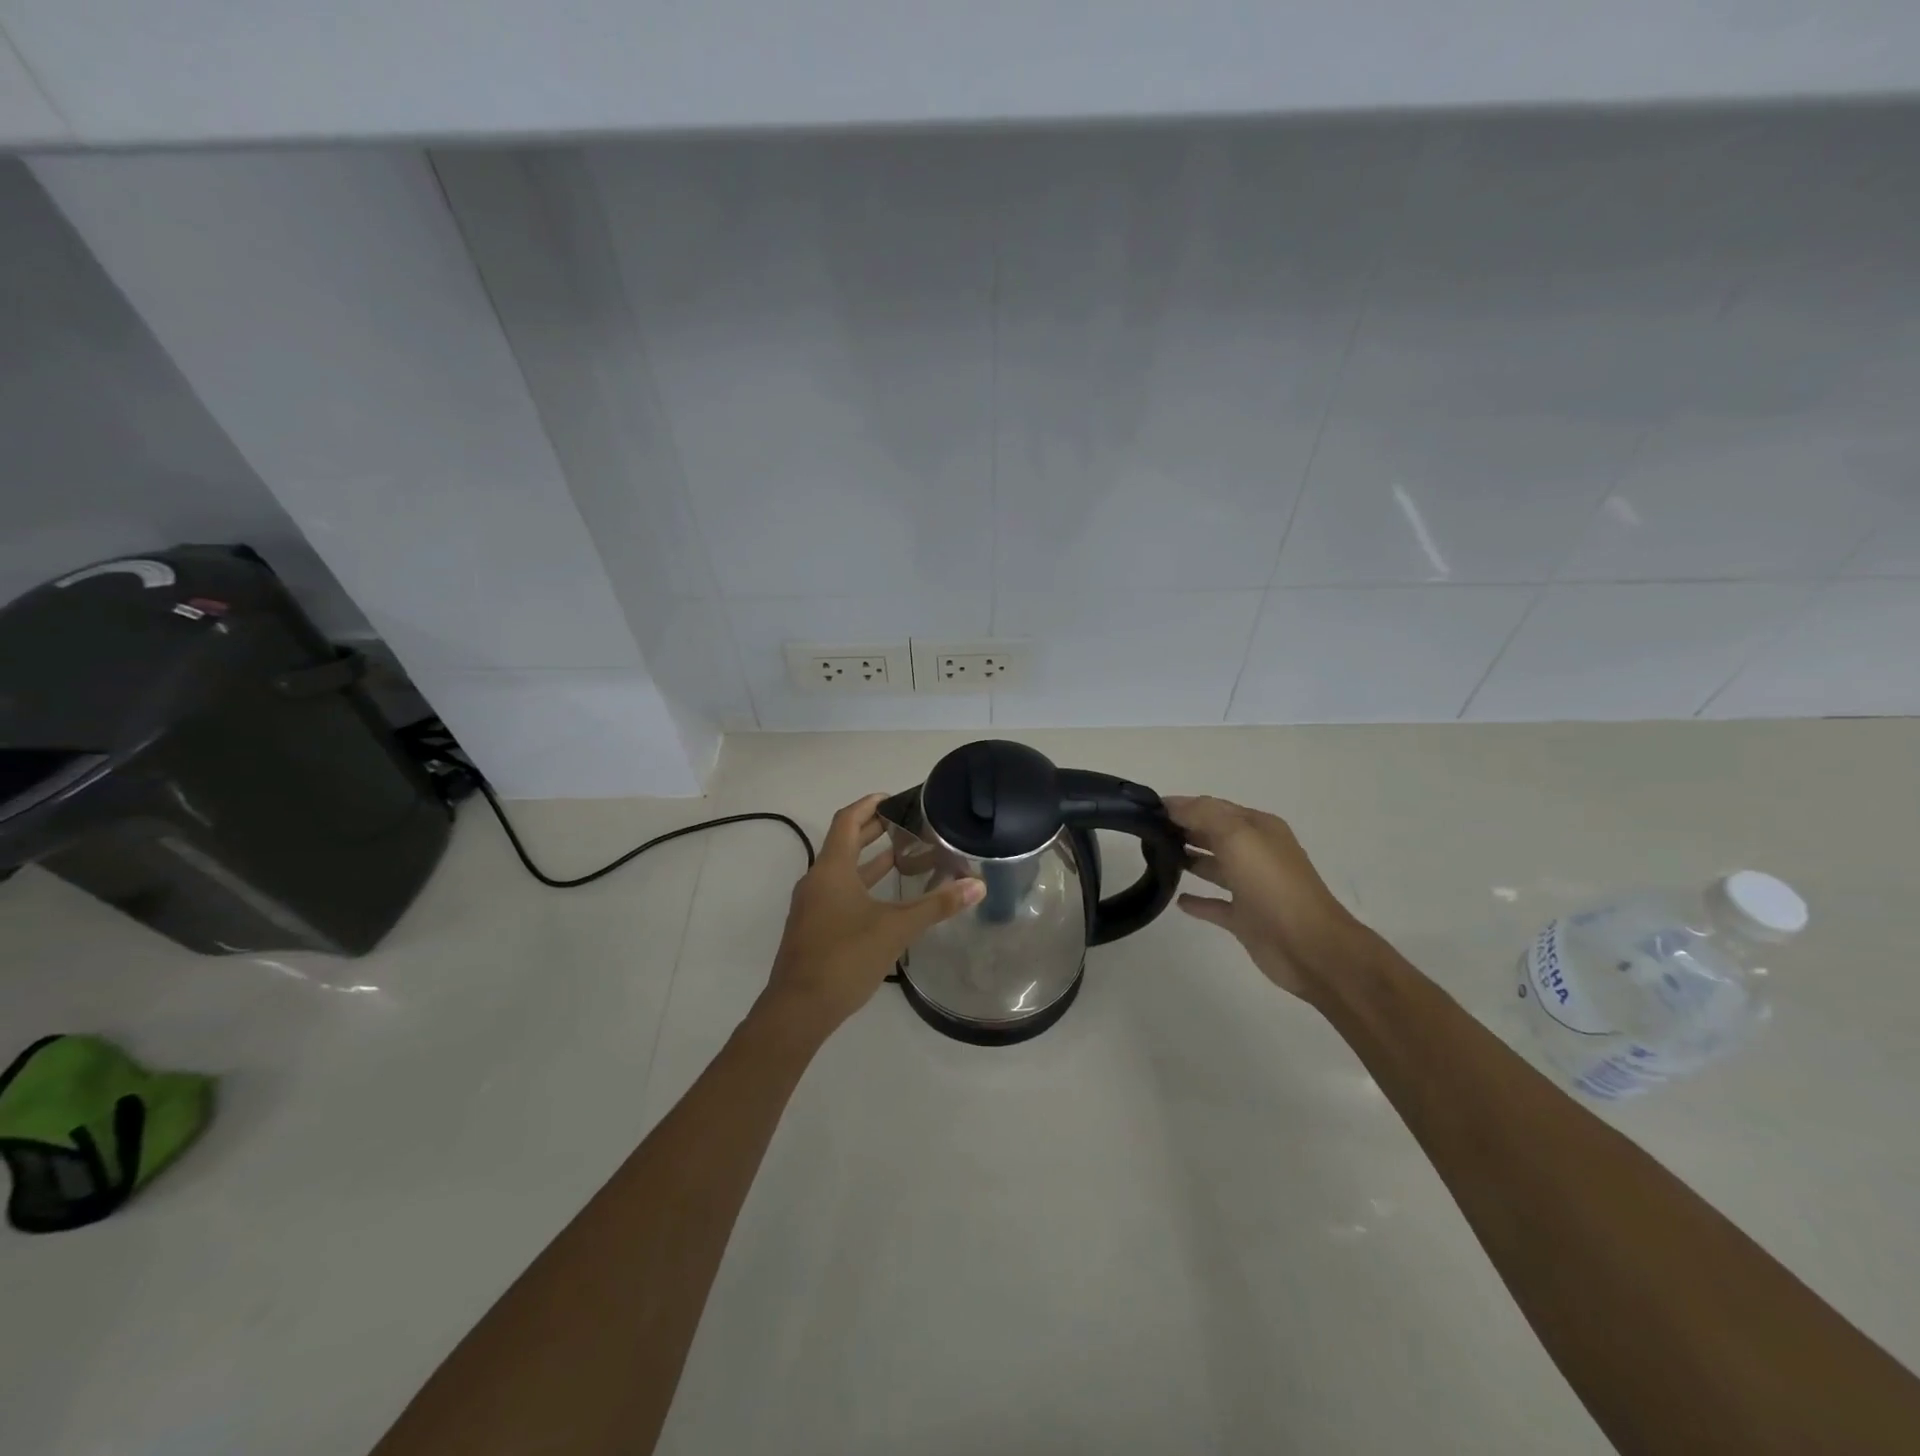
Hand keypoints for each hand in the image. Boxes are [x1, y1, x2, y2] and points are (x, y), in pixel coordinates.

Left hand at [760, 793, 983, 1036]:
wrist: (798, 1009)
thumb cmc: (845, 957)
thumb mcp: (896, 928)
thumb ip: (937, 905)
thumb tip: (978, 885)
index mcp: (832, 869)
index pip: (848, 820)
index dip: (869, 805)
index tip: (894, 798)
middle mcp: (817, 881)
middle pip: (845, 843)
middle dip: (875, 831)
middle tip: (909, 824)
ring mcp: (812, 906)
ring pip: (843, 871)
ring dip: (871, 861)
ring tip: (905, 856)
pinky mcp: (813, 928)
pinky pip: (839, 893)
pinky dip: (863, 885)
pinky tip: (887, 900)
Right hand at [1166, 796, 1363, 1001]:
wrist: (1308, 946)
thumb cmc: (1272, 884)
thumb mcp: (1237, 837)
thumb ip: (1203, 815)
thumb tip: (1171, 804)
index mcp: (1259, 829)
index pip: (1214, 808)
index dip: (1183, 806)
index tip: (1147, 809)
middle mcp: (1256, 853)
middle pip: (1214, 835)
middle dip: (1184, 829)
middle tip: (1147, 831)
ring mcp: (1252, 887)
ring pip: (1215, 867)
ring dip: (1190, 859)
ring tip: (1157, 857)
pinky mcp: (1246, 919)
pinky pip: (1216, 904)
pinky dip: (1198, 901)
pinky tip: (1178, 899)